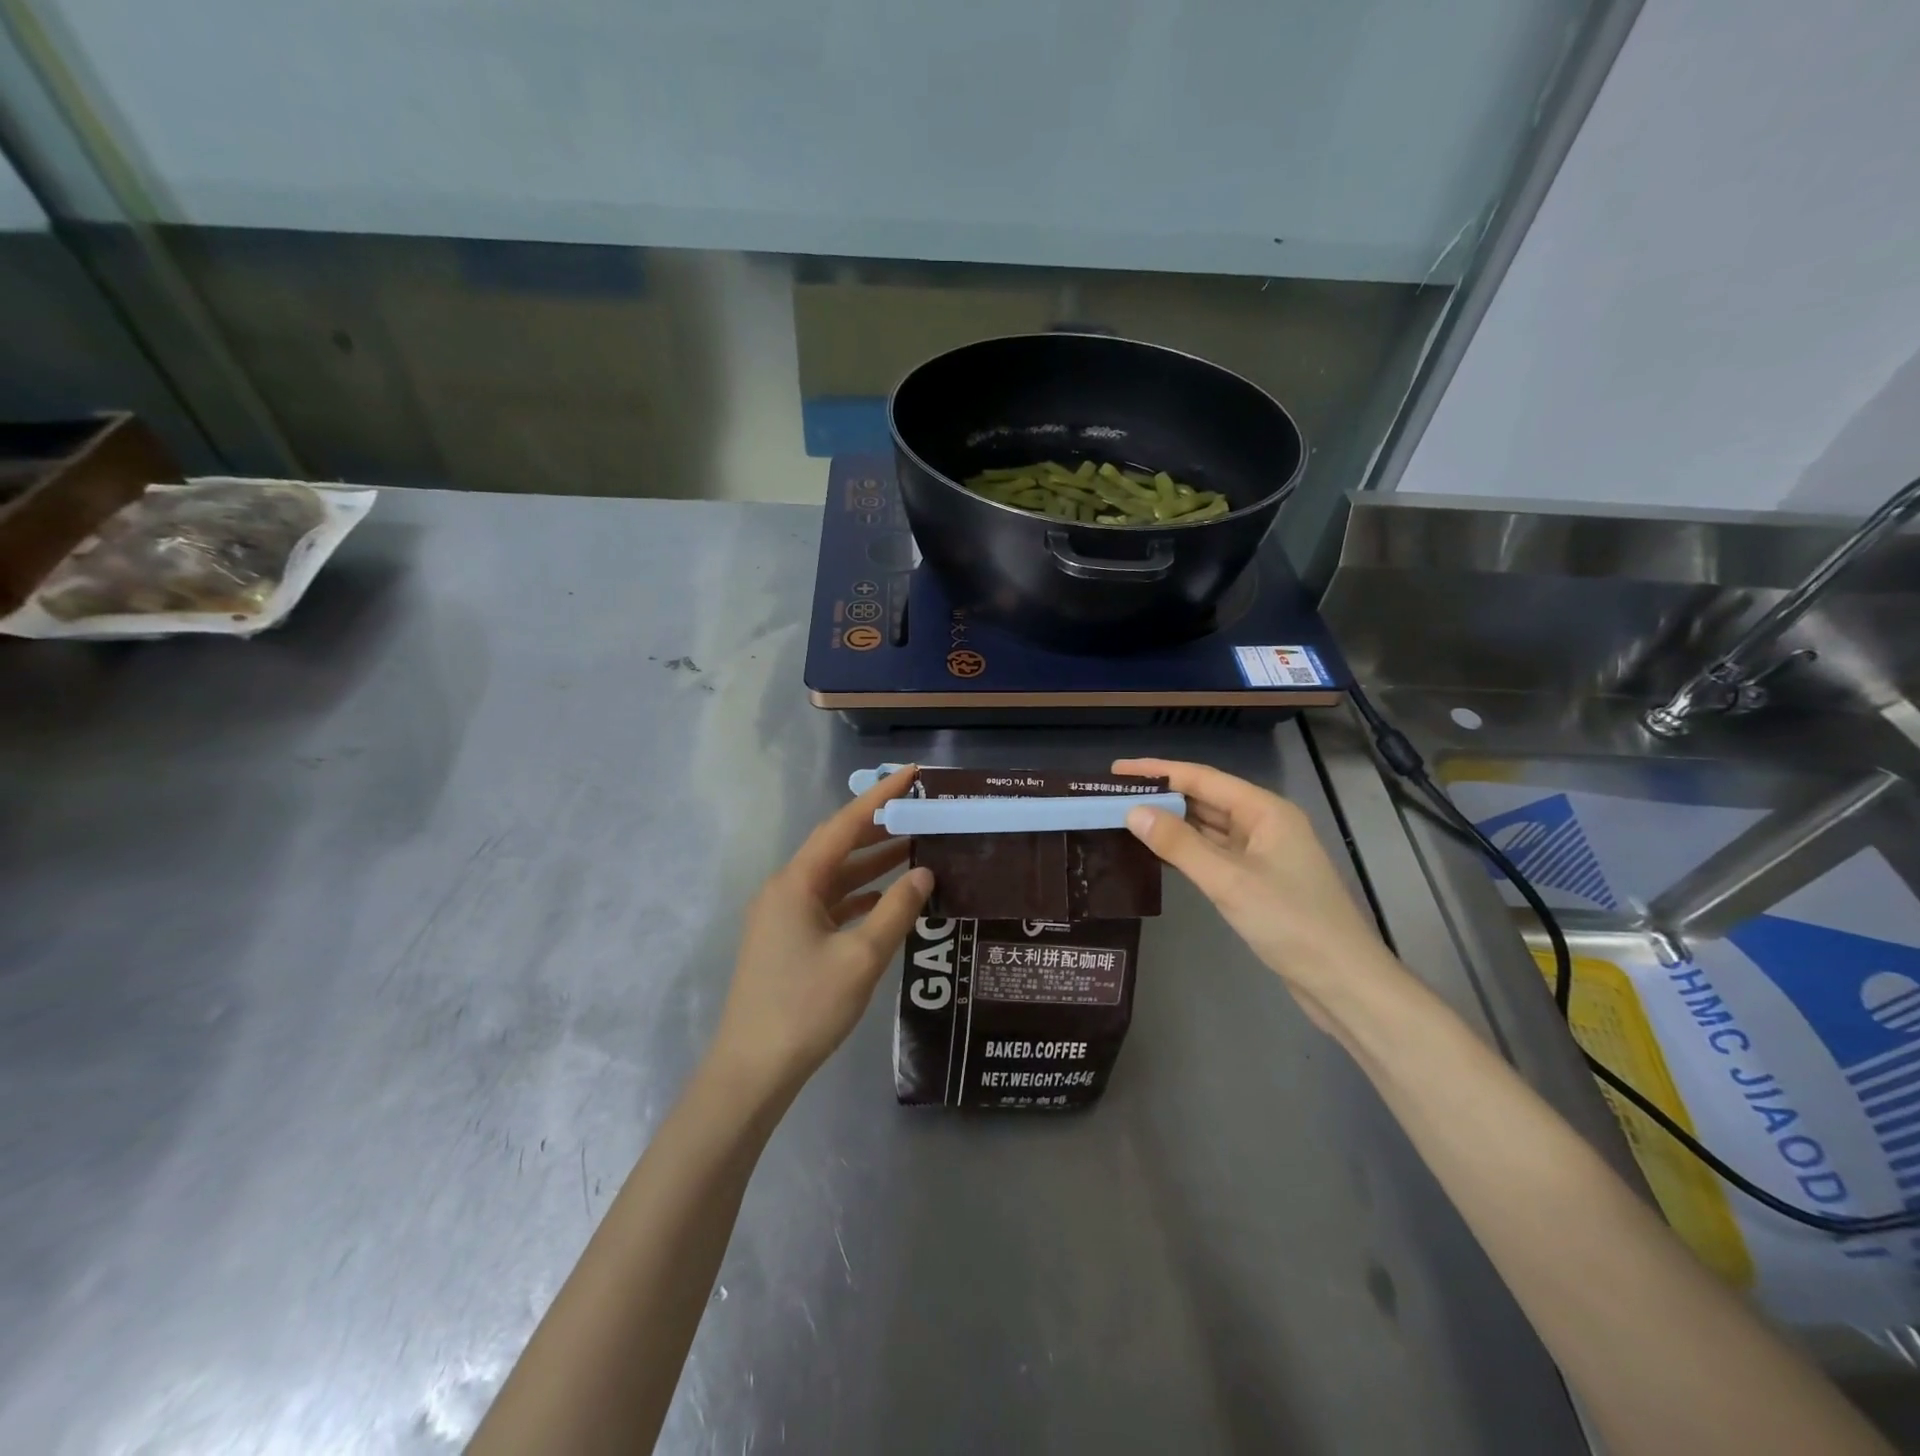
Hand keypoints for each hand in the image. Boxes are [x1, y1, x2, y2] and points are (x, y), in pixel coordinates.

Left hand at [708, 765, 933, 1101]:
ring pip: (835, 877)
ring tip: (916, 851)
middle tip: (922, 813)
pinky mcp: (787, 940)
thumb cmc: (806, 1007)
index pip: (845, 825)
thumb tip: (925, 872)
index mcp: (796, 882)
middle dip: (880, 828)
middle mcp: (786, 889)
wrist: (752, 1070)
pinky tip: (888, 902)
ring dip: (872, 865)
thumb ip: (896, 910)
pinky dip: (860, 897)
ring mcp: (783, 916)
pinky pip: (829, 904)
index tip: (913, 773)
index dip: (880, 796)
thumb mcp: (861, 957)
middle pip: (838, 846)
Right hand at [1114, 758, 1404, 1027]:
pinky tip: (1157, 853)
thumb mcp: (1229, 881)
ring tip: (1126, 819)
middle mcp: (1265, 825)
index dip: (1158, 771)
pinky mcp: (1258, 882)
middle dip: (1161, 797)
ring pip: (1208, 829)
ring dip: (1171, 824)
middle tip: (1113, 796)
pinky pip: (1214, 854)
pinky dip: (1185, 851)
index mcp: (1266, 811)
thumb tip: (1133, 812)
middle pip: (1205, 800)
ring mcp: (1263, 855)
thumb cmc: (1290, 922)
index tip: (1117, 770)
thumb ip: (1179, 845)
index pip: (1203, 779)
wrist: (1342, 981)